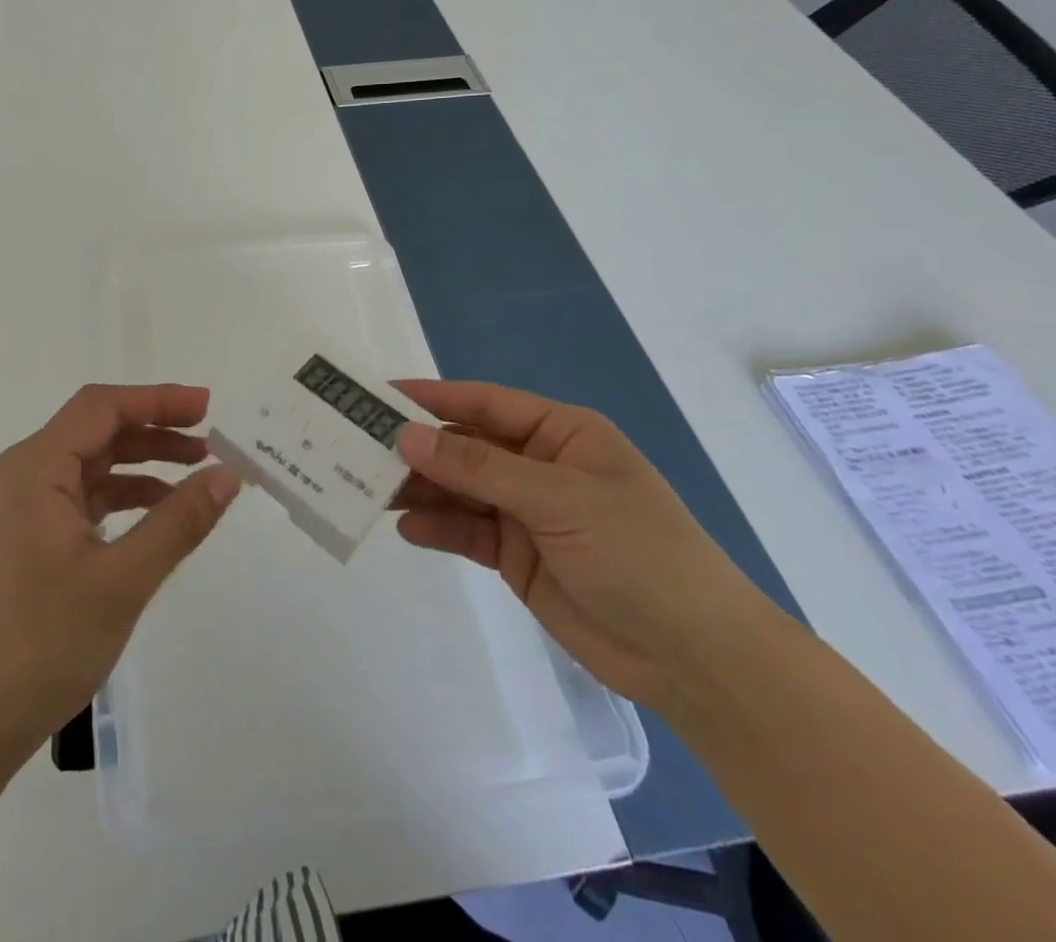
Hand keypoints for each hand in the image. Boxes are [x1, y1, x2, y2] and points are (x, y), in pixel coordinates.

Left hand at [0, 384, 240, 754]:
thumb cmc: (42, 642)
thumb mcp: (122, 580)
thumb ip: (179, 522)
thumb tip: (229, 474)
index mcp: (37, 467)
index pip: (103, 407)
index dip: (157, 399)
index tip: (208, 406)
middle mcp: (28, 474)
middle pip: (99, 429)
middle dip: (156, 428)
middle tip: (212, 438)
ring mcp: (29, 506)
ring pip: (96, 462)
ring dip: (145, 461)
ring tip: (198, 471)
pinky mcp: (36, 536)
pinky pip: (89, 496)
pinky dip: (128, 495)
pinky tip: (163, 511)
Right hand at [392, 380, 774, 711]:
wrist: (696, 660)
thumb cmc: (639, 552)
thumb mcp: (558, 498)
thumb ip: (478, 466)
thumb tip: (407, 435)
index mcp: (560, 434)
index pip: (483, 403)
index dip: (431, 397)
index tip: (377, 396)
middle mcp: (538, 465)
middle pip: (464, 446)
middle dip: (418, 448)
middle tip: (359, 448)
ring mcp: (526, 512)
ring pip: (459, 489)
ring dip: (420, 489)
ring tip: (372, 490)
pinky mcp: (517, 555)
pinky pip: (466, 532)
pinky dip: (437, 528)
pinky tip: (407, 529)